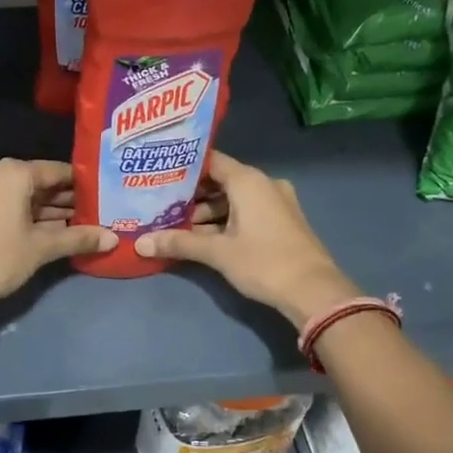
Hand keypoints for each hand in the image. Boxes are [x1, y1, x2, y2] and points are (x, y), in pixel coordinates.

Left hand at [0, 158, 114, 306]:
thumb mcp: (42, 247)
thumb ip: (78, 238)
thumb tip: (113, 239)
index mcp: (14, 172)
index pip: (58, 171)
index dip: (84, 185)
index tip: (106, 196)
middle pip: (41, 183)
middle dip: (68, 200)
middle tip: (99, 214)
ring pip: (25, 197)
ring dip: (50, 211)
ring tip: (83, 225)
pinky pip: (10, 206)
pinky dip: (31, 217)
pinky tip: (55, 232)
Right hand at [135, 151, 357, 326]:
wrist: (313, 291)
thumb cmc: (263, 262)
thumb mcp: (217, 252)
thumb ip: (179, 243)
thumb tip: (140, 244)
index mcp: (248, 180)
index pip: (210, 161)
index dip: (184, 167)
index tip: (158, 174)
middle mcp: (264, 184)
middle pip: (221, 181)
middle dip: (191, 195)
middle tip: (160, 205)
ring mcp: (276, 203)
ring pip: (233, 200)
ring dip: (207, 213)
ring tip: (176, 226)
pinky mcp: (281, 222)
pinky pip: (246, 212)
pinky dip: (225, 221)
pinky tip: (202, 238)